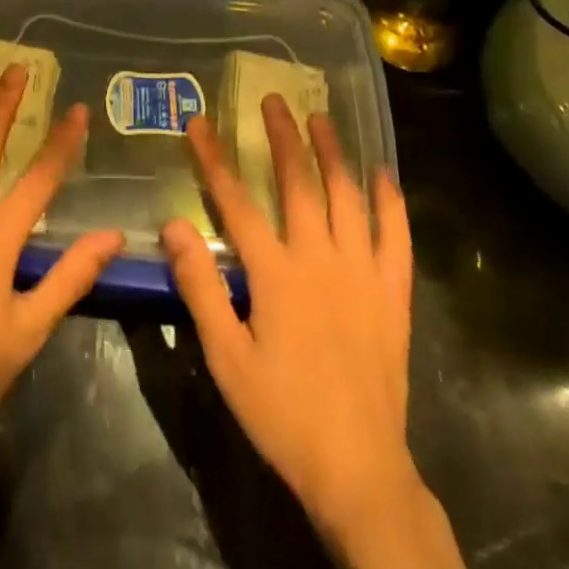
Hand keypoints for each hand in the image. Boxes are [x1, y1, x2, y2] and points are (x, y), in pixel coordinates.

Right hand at [160, 98, 417, 543]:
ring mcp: (363, 274)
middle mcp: (321, 260)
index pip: (237, 201)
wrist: (358, 469)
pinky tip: (384, 175)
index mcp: (276, 274)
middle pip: (299, 184)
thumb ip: (200, 286)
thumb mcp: (226, 356)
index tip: (200, 123)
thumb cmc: (282, 412)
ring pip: (347, 198)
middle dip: (283, 138)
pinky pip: (395, 238)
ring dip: (333, 154)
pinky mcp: (392, 294)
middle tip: (274, 100)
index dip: (215, 158)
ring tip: (322, 119)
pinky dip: (390, 202)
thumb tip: (172, 225)